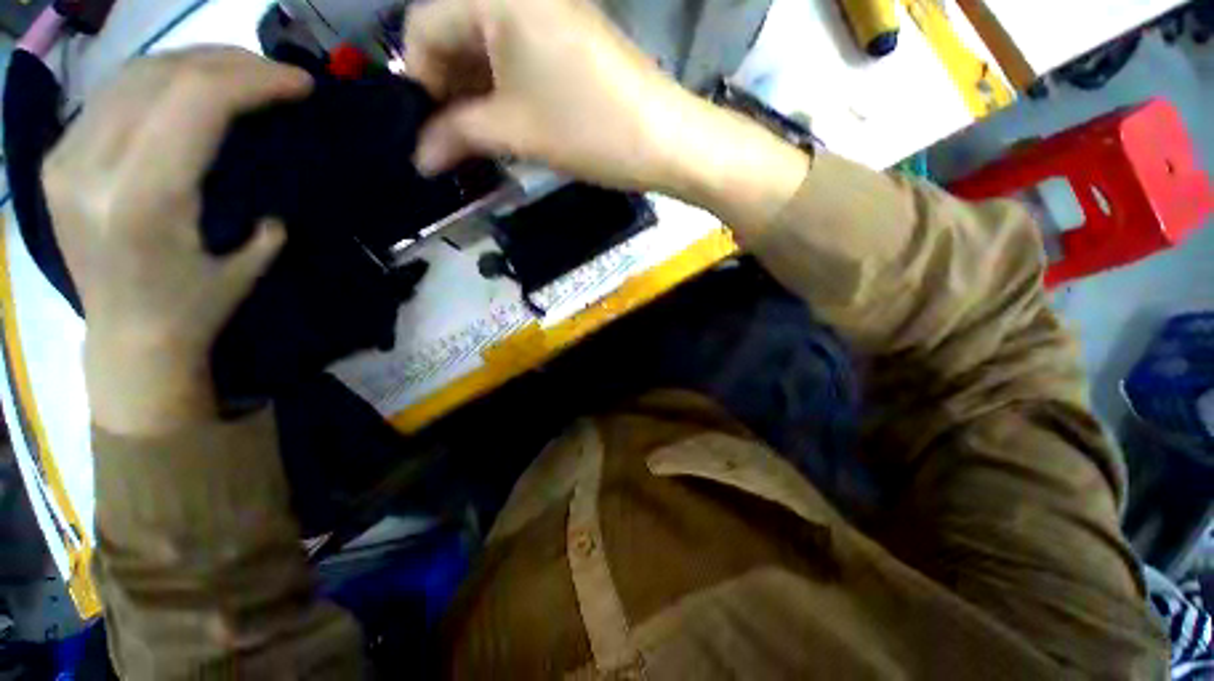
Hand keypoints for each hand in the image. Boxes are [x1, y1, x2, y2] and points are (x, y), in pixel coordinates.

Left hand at [42, 47, 311, 435]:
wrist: (126, 337)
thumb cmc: (194, 310)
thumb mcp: (246, 264)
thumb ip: (254, 201)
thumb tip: (269, 157)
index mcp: (140, 200)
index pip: (193, 102)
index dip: (252, 79)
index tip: (300, 83)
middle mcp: (91, 167)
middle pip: (161, 76)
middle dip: (230, 63)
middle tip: (278, 73)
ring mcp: (66, 157)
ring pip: (134, 73)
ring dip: (196, 62)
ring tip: (242, 70)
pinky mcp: (59, 156)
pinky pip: (113, 92)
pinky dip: (160, 77)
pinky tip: (192, 84)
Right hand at [405, 0, 695, 190]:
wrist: (663, 138)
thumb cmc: (587, 129)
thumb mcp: (515, 131)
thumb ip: (457, 136)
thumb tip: (419, 158)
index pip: (423, 27)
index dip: (419, 82)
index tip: (428, 131)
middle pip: (455, 32)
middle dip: (448, 89)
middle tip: (453, 140)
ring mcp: (549, 9)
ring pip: (487, 46)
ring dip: (476, 92)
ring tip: (480, 138)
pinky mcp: (569, 33)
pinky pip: (518, 53)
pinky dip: (504, 86)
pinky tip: (508, 119)